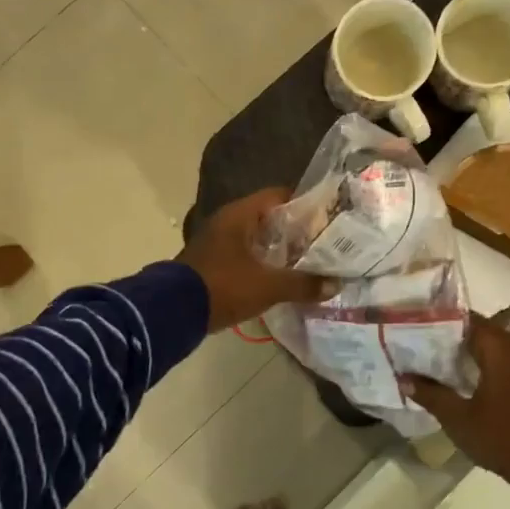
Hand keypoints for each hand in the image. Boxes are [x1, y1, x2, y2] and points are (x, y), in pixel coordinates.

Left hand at [178, 188, 333, 332]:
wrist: (174, 312)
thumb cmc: (224, 286)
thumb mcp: (268, 286)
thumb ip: (302, 284)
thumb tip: (335, 285)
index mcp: (238, 215)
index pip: (276, 196)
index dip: (302, 204)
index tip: (325, 218)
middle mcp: (226, 223)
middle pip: (267, 219)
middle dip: (293, 231)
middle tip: (321, 243)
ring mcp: (215, 244)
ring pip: (254, 240)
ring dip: (277, 251)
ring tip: (306, 263)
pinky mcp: (210, 265)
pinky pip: (243, 258)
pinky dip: (261, 265)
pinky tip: (279, 280)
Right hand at [402, 316, 509, 490]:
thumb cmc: (503, 437)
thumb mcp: (459, 418)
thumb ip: (431, 394)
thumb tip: (404, 378)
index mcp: (500, 350)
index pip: (467, 320)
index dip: (440, 320)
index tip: (415, 324)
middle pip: (480, 332)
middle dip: (450, 337)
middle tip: (418, 343)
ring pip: (492, 349)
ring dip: (467, 353)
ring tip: (433, 360)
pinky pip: (503, 364)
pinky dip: (482, 366)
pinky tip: (461, 381)